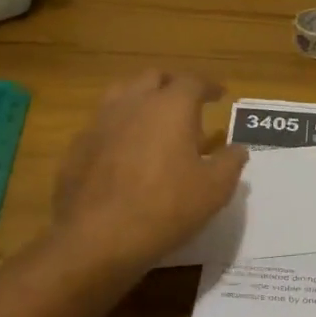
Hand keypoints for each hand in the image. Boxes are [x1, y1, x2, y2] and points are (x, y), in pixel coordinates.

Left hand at [53, 71, 248, 271]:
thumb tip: (238, 149)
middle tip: (187, 103)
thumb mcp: (214, 190)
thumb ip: (230, 163)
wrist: (97, 238)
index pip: (193, 81)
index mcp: (170, 106)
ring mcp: (100, 122)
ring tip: (154, 120)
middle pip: (153, 78)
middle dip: (172, 85)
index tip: (220, 94)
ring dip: (141, 99)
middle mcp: (133, 103)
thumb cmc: (166, 208)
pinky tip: (125, 151)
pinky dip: (119, 128)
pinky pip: (102, 124)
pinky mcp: (78, 147)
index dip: (209, 86)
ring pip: (121, 94)